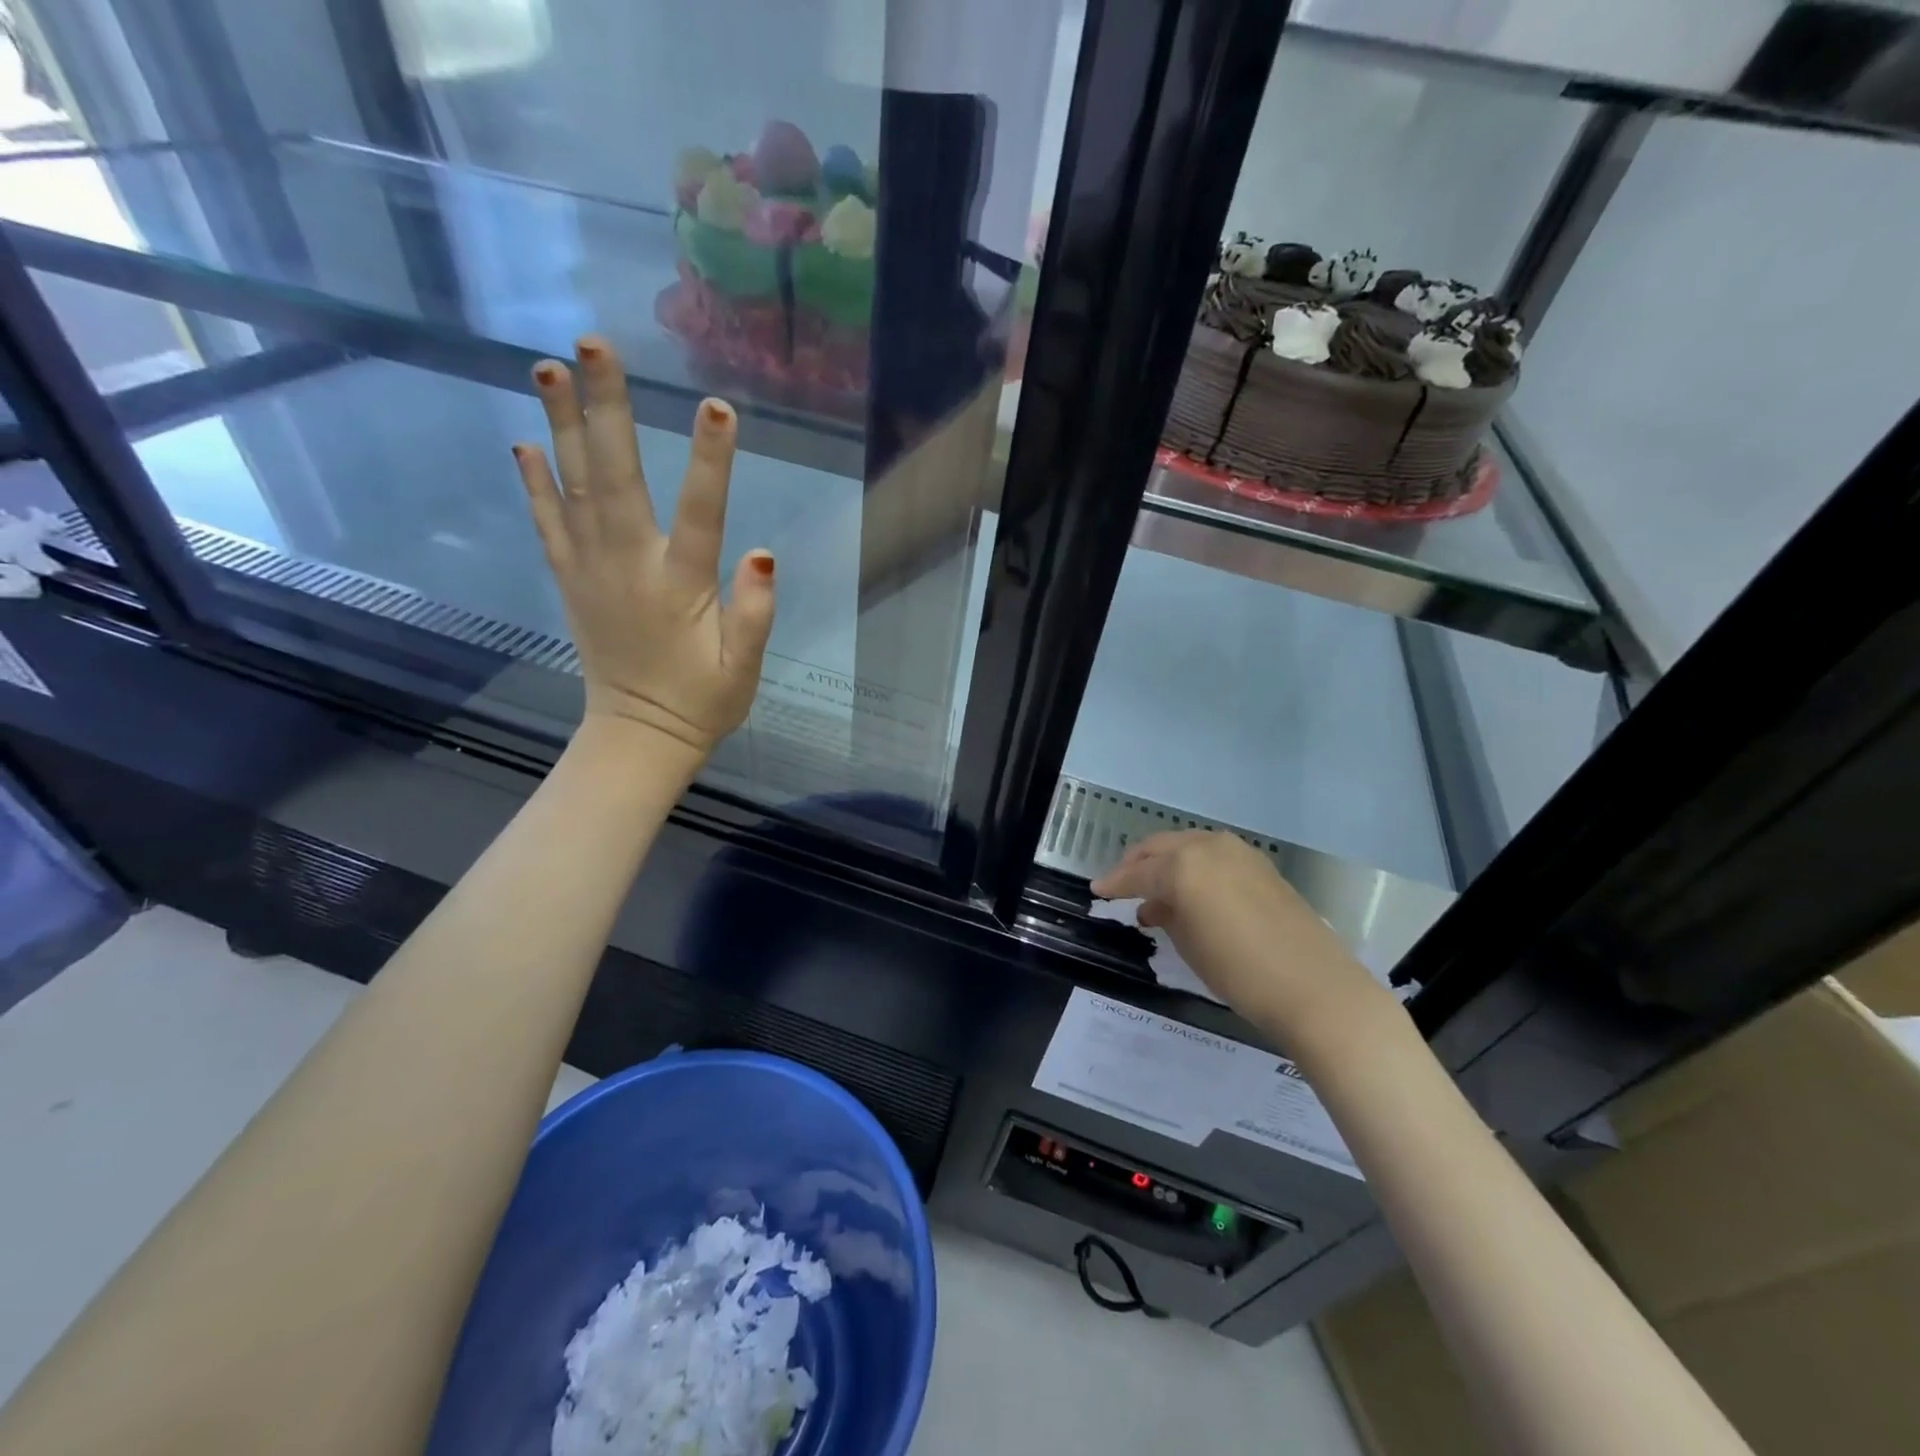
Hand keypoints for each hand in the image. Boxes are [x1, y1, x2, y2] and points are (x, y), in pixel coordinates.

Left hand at [514, 337, 774, 759]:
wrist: (638, 736)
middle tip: (593, 345)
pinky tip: (525, 442)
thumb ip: (755, 614)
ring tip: (547, 366)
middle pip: (616, 478)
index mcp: (679, 588)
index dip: (710, 461)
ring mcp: (591, 571)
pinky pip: (547, 524)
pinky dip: (534, 482)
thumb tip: (764, 554)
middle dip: (607, 409)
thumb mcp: (743, 669)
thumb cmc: (702, 702)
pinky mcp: (570, 581)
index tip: (717, 405)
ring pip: (573, 488)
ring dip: (560, 425)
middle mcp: (628, 567)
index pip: (700, 514)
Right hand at [1091, 830, 1392, 1048]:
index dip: (1114, 883)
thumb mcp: (1189, 944)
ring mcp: (1240, 853)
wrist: (1315, 988)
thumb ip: (1165, 914)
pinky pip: (1214, 857)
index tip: (1097, 890)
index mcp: (1184, 865)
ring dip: (1167, 864)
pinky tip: (1191, 892)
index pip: (1138, 872)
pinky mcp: (1262, 866)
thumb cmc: (1240, 971)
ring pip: (1188, 847)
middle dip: (1137, 864)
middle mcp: (1209, 847)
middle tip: (1121, 883)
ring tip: (1154, 890)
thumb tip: (1155, 905)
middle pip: (1161, 848)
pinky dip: (1195, 868)